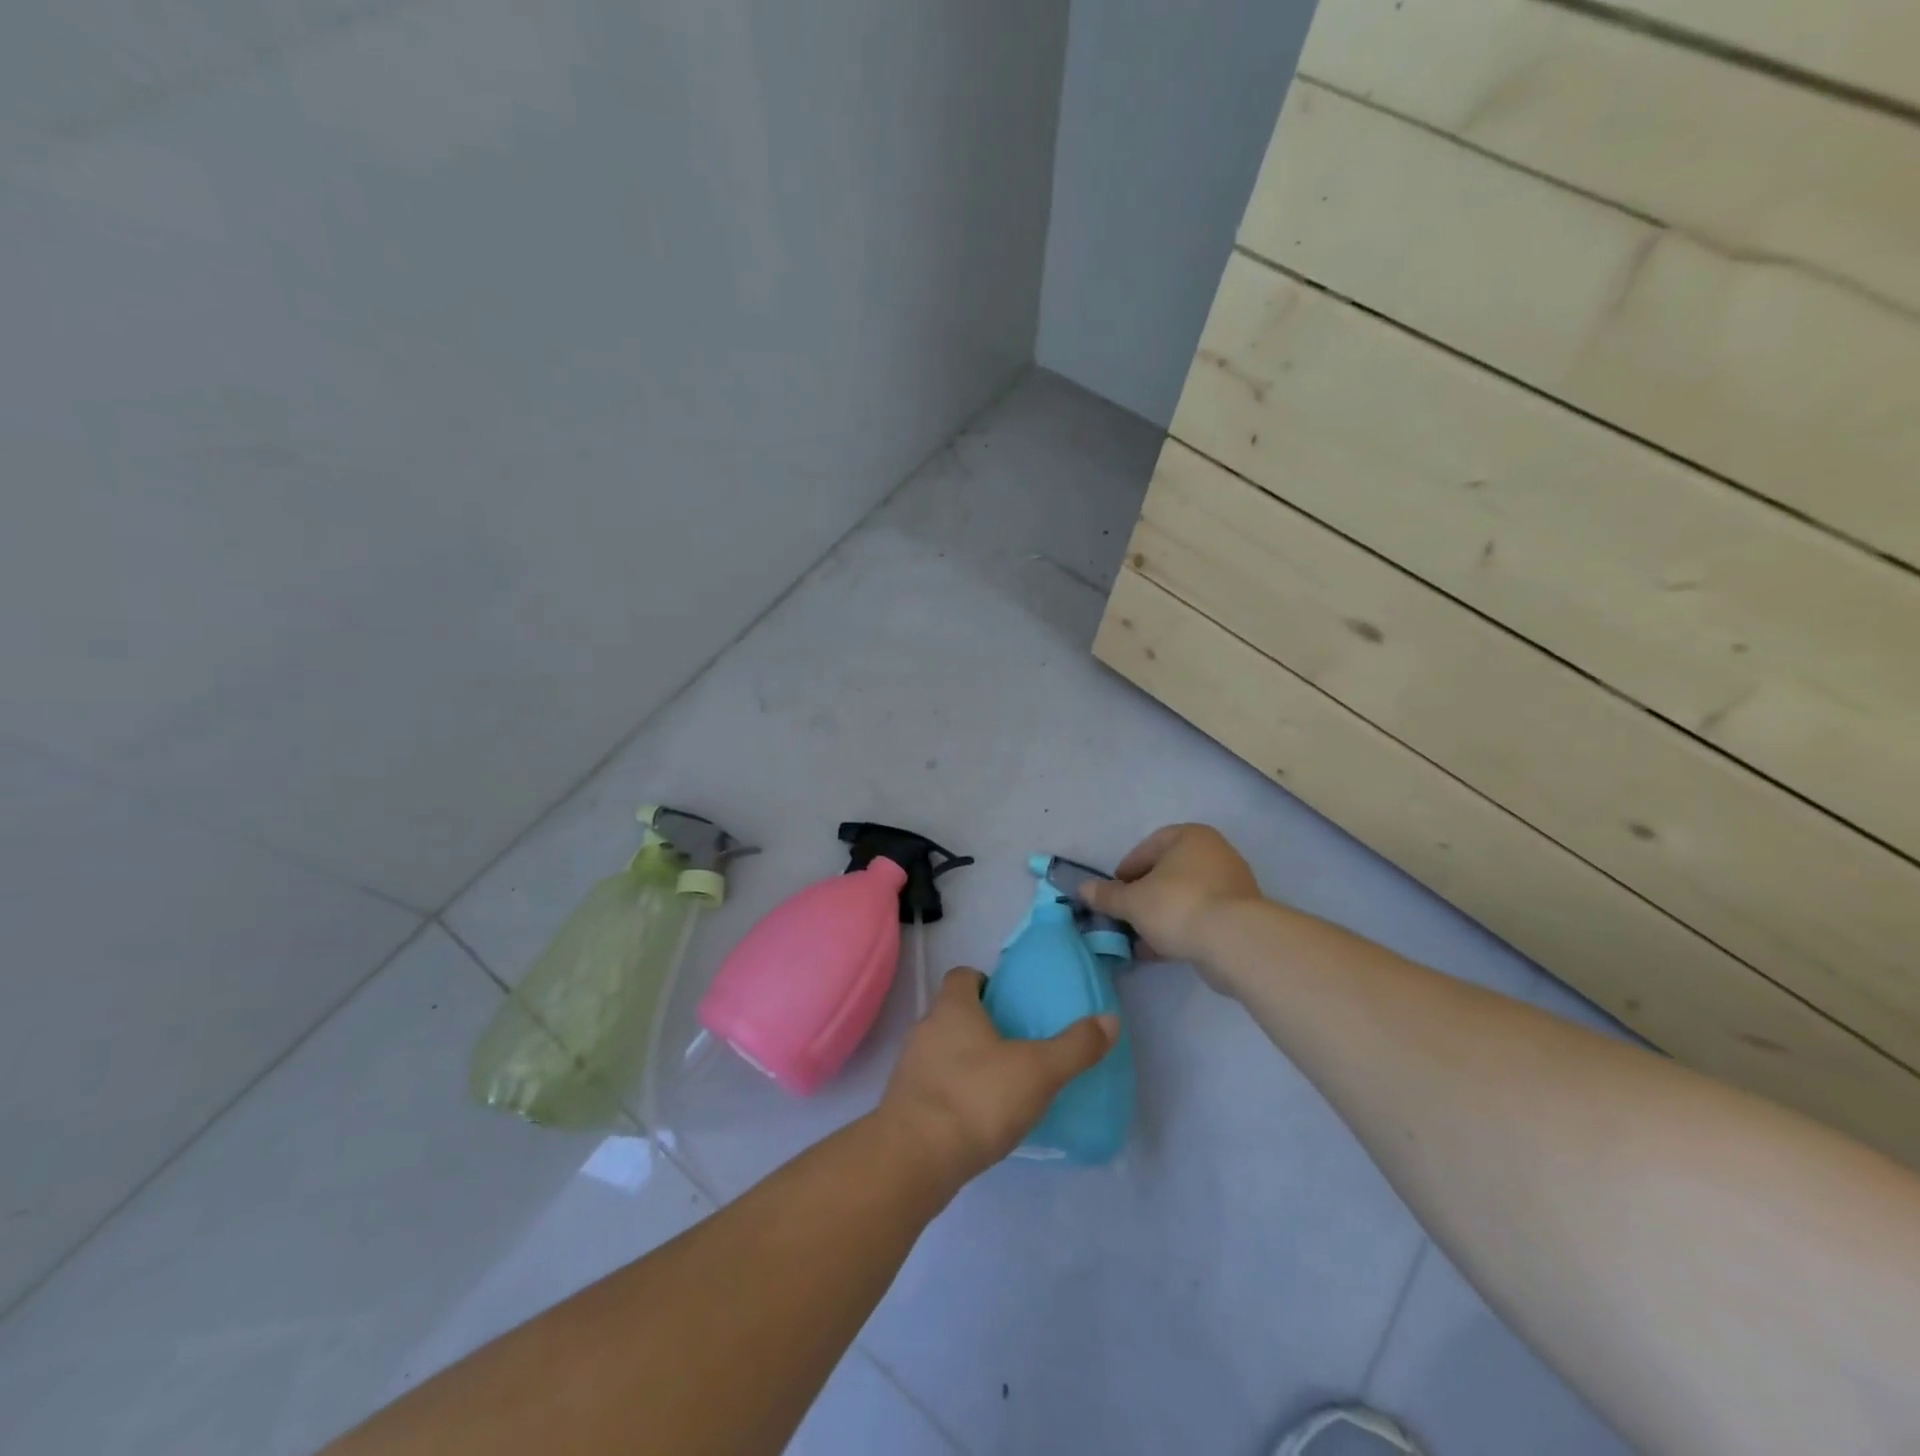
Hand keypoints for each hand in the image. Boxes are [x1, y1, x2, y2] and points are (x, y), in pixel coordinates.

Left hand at [878, 968, 1117, 1186]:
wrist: (914, 1160)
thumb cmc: (977, 1099)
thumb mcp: (1038, 1071)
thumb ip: (1075, 1047)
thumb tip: (1110, 1019)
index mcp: (952, 1008)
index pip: (962, 976)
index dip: (984, 982)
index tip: (1009, 1002)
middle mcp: (926, 1028)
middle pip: (953, 1013)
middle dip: (981, 1024)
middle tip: (1016, 1045)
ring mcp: (911, 1067)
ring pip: (942, 1050)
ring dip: (967, 1061)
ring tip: (1001, 1084)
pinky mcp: (906, 1104)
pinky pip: (934, 1085)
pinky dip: (954, 1092)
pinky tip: (978, 1118)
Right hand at [1077, 824, 1262, 978]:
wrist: (1235, 942)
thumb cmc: (1178, 906)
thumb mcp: (1132, 902)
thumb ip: (1107, 896)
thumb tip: (1082, 889)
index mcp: (1190, 837)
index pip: (1148, 847)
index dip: (1126, 870)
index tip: (1113, 892)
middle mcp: (1214, 853)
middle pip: (1167, 873)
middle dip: (1143, 896)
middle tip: (1124, 915)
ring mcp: (1231, 885)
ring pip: (1183, 897)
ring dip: (1159, 916)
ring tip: (1137, 939)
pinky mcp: (1239, 916)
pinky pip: (1200, 917)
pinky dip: (1179, 930)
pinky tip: (1158, 951)